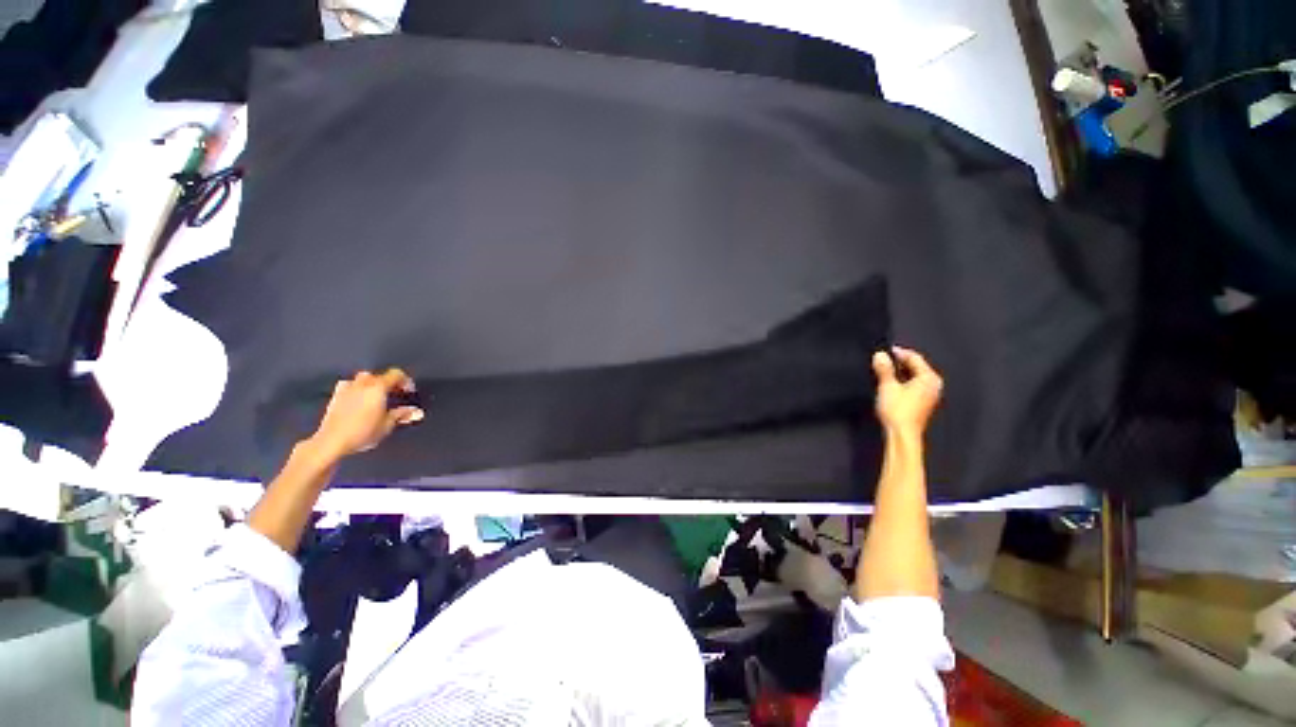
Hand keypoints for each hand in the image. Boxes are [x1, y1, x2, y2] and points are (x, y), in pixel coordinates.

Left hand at [307, 369, 424, 460]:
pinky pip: (349, 386)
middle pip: (379, 375)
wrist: (332, 441)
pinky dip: (357, 389)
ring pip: (363, 379)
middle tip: (394, 395)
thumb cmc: (362, 432)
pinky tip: (359, 400)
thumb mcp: (388, 425)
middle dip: (389, 383)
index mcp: (378, 387)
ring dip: (372, 385)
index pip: (396, 374)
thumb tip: (416, 412)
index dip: (406, 381)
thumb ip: (402, 414)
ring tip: (377, 397)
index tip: (409, 391)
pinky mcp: (335, 396)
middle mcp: (362, 383)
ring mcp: (347, 388)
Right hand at [872, 346, 941, 437]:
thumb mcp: (887, 386)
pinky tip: (891, 384)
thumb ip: (884, 369)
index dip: (899, 352)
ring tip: (885, 371)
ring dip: (901, 372)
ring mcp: (930, 395)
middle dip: (901, 362)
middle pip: (917, 367)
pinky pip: (915, 386)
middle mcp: (933, 384)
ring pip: (915, 377)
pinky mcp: (923, 403)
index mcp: (929, 377)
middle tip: (884, 359)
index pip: (915, 358)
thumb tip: (880, 354)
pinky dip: (904, 382)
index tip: (885, 350)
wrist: (902, 434)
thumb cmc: (897, 409)